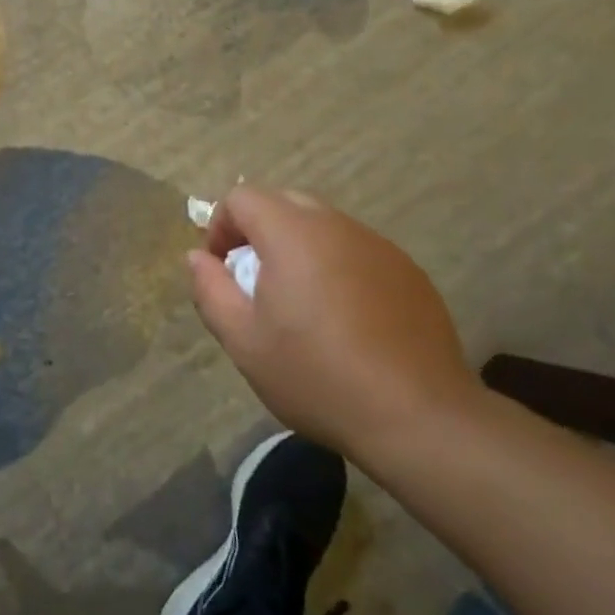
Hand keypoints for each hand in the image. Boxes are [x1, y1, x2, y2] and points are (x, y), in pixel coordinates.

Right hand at [188, 187, 482, 466]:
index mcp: (293, 234)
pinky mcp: (408, 272)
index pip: (242, 197)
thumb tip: (197, 258)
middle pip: (284, 203)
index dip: (220, 226)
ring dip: (298, 250)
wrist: (417, 416)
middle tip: (253, 283)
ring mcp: (379, 246)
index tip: (220, 269)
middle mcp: (338, 226)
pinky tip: (343, 320)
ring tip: (298, 305)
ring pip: (323, 227)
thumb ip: (211, 290)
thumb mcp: (243, 341)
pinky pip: (356, 251)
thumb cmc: (316, 375)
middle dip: (257, 233)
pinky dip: (335, 268)